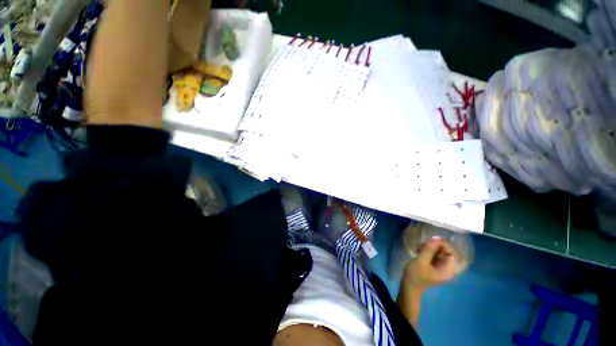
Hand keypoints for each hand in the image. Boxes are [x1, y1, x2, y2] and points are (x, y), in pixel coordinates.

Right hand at [403, 238, 457, 291]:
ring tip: (418, 248)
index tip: (431, 240)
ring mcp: (441, 268)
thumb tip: (436, 238)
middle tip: (422, 245)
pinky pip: (434, 256)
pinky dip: (427, 251)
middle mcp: (447, 269)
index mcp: (448, 270)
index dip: (443, 245)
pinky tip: (419, 250)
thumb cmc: (416, 274)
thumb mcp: (421, 261)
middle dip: (434, 246)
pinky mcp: (434, 267)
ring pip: (438, 253)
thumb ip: (429, 250)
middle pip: (445, 252)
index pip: (451, 253)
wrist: (409, 286)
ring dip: (429, 248)